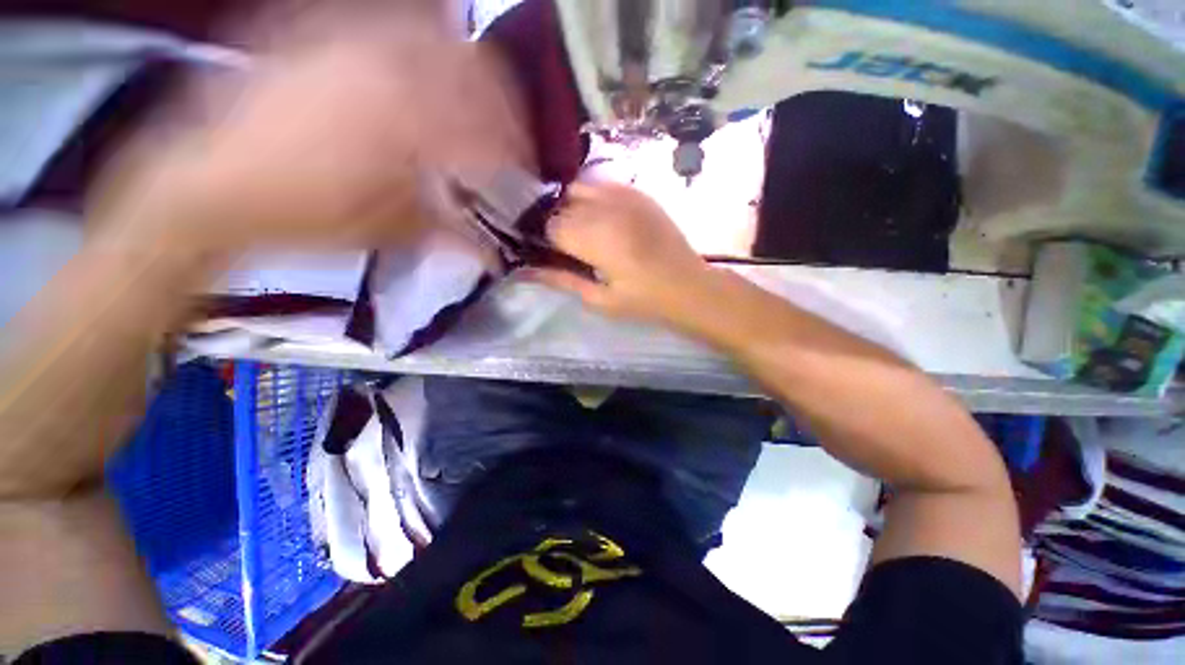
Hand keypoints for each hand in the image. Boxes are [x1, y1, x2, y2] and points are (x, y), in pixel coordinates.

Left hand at [94, 6, 529, 253]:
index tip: (528, 169)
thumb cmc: (304, 219)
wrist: (206, 186)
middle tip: (511, 134)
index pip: (489, 129)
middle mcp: (384, 67)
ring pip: (438, 35)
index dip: (518, 149)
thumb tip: (499, 255)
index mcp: (408, 126)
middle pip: (474, 70)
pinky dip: (422, 37)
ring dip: (470, 69)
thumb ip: (453, 231)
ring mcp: (348, 38)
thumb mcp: (392, 232)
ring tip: (476, 101)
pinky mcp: (318, 29)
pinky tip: (426, 67)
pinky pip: (386, 18)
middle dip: (504, 104)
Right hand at [536, 183, 714, 324]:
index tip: (550, 254)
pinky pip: (603, 183)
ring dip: (571, 206)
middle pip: (561, 205)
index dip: (544, 240)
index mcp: (596, 239)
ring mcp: (625, 195)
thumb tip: (526, 272)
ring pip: (579, 188)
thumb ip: (562, 280)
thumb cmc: (644, 301)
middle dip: (556, 223)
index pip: (550, 226)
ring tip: (581, 229)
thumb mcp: (600, 299)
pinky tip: (600, 216)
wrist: (689, 286)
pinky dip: (592, 196)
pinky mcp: (639, 193)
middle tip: (565, 245)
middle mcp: (606, 209)